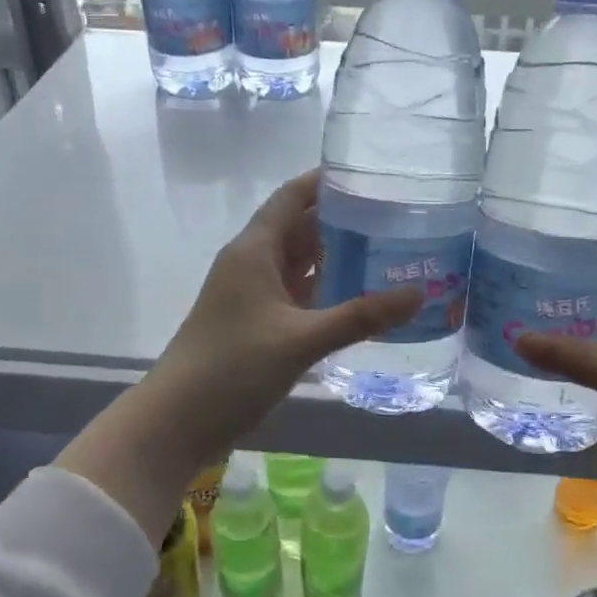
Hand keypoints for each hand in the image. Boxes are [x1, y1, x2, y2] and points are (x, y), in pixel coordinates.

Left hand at [147, 168, 420, 457]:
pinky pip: (297, 292)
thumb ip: (361, 316)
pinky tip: (359, 296)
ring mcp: (253, 293)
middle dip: (343, 220)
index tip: (372, 175)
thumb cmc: (233, 367)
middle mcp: (252, 262)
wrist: (177, 422)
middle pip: (300, 226)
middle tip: (395, 216)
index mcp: (255, 249)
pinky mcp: (256, 322)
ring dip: (336, 256)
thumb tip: (419, 293)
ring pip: (299, 262)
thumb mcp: (302, 339)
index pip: (293, 196)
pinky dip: (325, 289)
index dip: (328, 181)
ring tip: (387, 250)